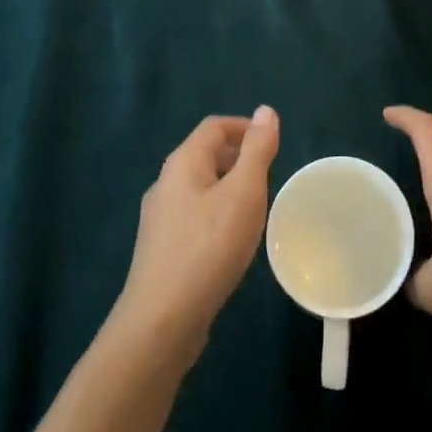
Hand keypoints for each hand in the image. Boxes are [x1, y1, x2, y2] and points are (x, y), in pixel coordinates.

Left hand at [114, 106, 279, 361]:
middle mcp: (165, 183)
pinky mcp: (161, 249)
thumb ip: (257, 150)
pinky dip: (216, 214)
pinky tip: (231, 241)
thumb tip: (265, 110)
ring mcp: (159, 218)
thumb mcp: (243, 193)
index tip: (272, 145)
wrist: (161, 321)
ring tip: (255, 208)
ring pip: (199, 187)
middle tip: (269, 177)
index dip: (244, 127)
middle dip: (238, 157)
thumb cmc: (208, 248)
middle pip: (204, 154)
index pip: (214, 126)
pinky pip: (193, 216)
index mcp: (183, 162)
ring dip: (228, 188)